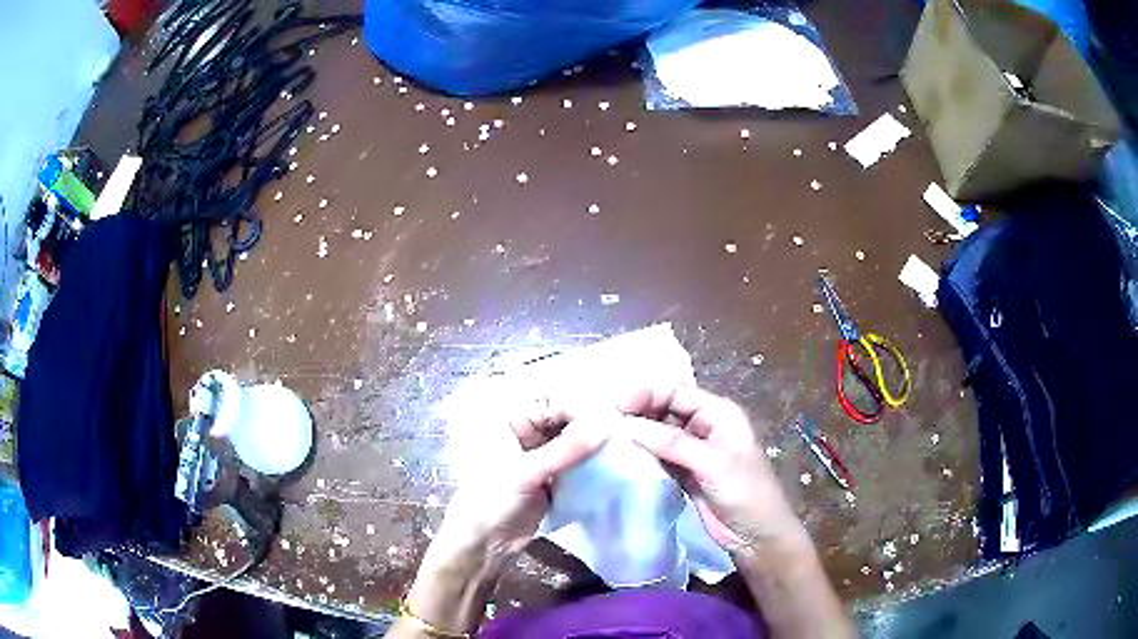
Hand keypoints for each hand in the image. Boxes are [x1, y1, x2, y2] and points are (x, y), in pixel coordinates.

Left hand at [401, 401, 611, 634]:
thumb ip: (567, 449)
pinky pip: (577, 465)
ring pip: (574, 443)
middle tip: (624, 434)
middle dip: (592, 427)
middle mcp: (527, 433)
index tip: (613, 419)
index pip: (553, 403)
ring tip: (624, 449)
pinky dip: (592, 465)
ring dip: (595, 447)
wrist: (483, 544)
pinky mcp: (553, 478)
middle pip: (567, 421)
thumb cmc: (491, 499)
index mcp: (511, 420)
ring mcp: (541, 457)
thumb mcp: (527, 472)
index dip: (582, 409)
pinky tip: (613, 466)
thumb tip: (607, 425)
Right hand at [619, 384, 854, 638]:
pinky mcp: (684, 472)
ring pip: (659, 432)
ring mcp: (693, 450)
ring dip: (637, 432)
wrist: (757, 535)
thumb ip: (672, 442)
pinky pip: (659, 455)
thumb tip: (627, 425)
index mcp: (719, 413)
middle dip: (638, 410)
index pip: (677, 392)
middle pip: (666, 408)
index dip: (646, 393)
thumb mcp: (712, 463)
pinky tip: (621, 454)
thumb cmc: (745, 492)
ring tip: (605, 434)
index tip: (615, 403)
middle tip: (604, 419)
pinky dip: (642, 453)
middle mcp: (704, 425)